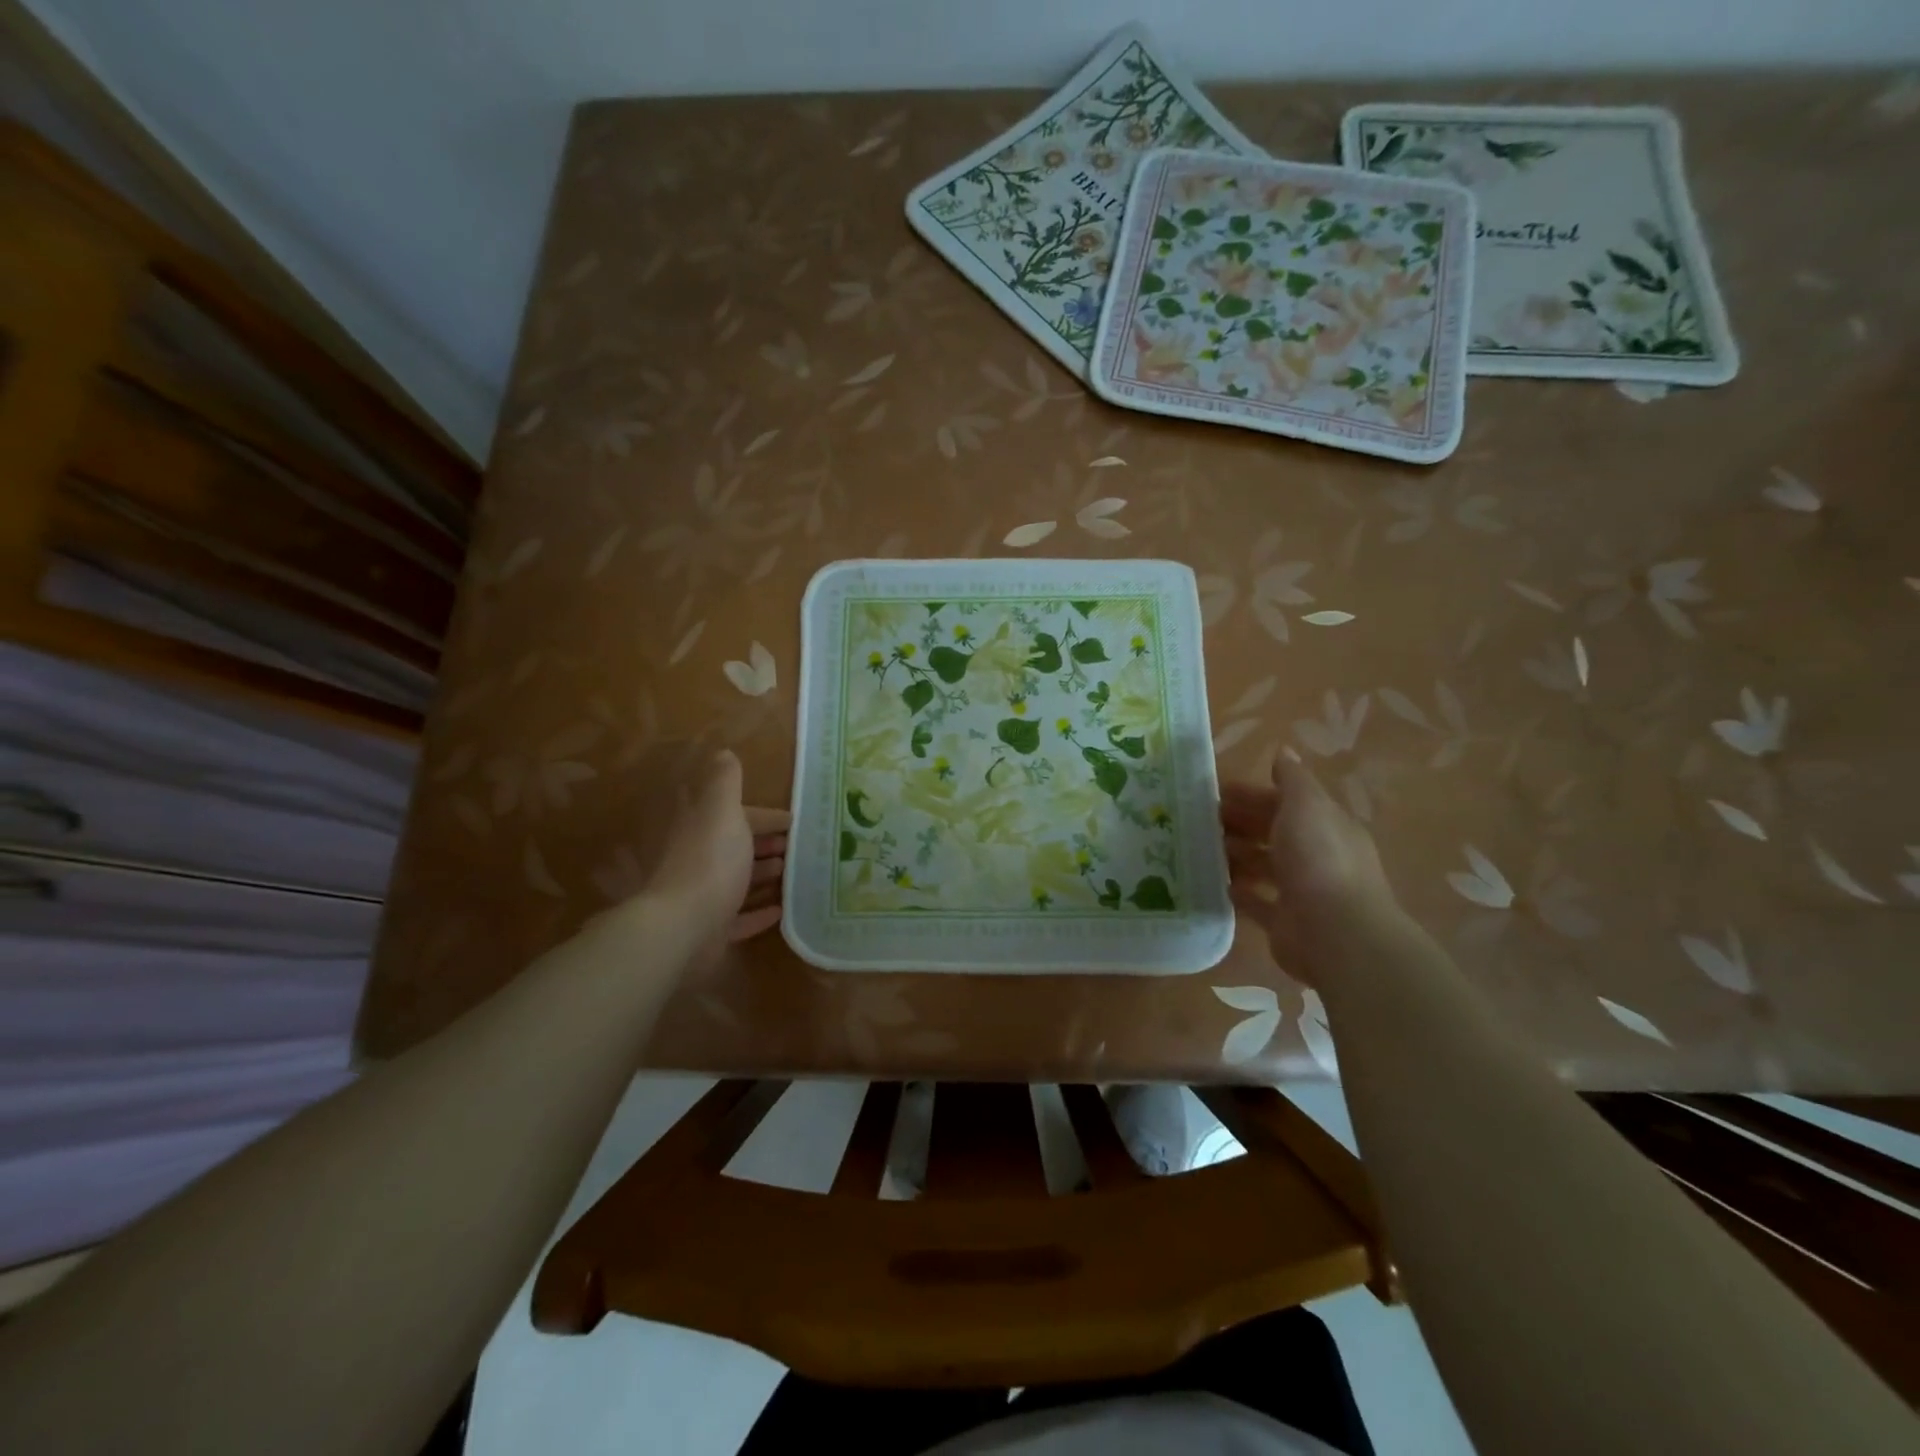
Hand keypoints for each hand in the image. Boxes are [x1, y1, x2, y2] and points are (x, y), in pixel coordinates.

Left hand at [645, 750, 788, 946]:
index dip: (764, 816)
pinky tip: (781, 910)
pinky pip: (739, 918)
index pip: (736, 815)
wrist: (683, 928)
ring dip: (763, 875)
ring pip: (737, 880)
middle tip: (796, 848)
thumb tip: (723, 752)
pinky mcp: (711, 930)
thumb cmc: (710, 862)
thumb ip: (726, 782)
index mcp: (703, 829)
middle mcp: (700, 860)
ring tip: (792, 874)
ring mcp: (704, 897)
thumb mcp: (722, 811)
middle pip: (735, 847)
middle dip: (765, 844)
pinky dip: (759, 912)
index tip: (793, 821)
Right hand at [1220, 751, 1401, 983]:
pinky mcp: (1285, 921)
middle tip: (1200, 820)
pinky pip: (1257, 902)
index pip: (1286, 803)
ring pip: (1263, 866)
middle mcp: (1316, 856)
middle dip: (1240, 823)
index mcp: (1325, 825)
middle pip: (1272, 833)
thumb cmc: (1319, 858)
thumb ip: (1292, 779)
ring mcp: (1301, 890)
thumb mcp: (1306, 805)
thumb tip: (1283, 750)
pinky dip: (1239, 891)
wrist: (1335, 932)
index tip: (1217, 792)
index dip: (1253, 794)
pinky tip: (1215, 883)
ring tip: (1200, 849)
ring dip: (1236, 856)